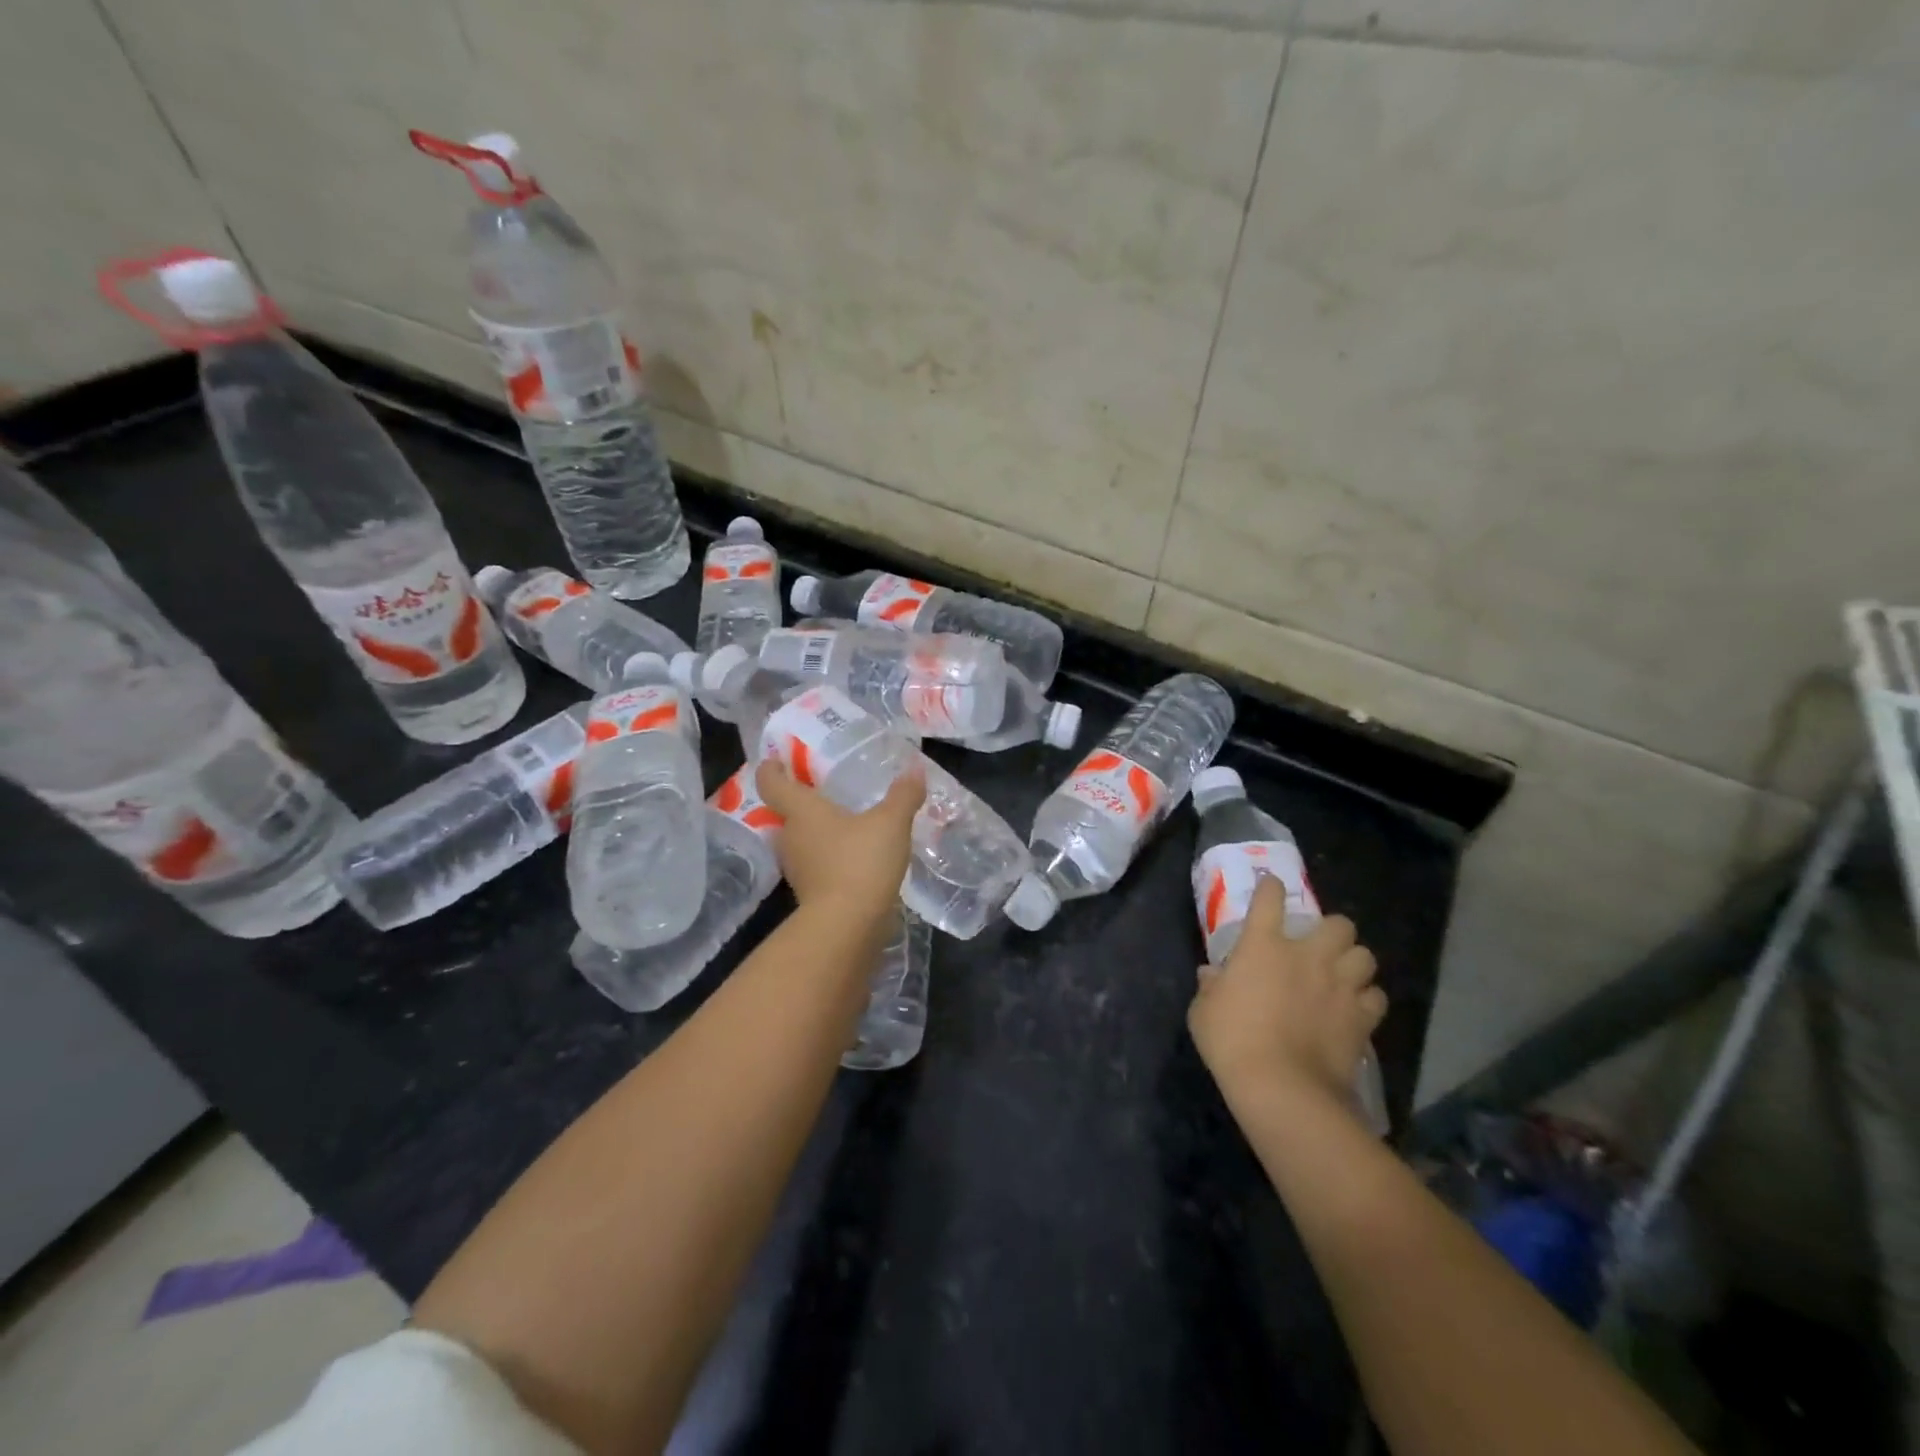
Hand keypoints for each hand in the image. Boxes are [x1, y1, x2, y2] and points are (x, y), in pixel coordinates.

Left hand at [754, 758, 923, 923]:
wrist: (847, 927)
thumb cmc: (860, 862)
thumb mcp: (890, 823)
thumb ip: (903, 795)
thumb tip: (914, 768)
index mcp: (802, 812)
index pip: (772, 783)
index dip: (771, 769)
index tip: (775, 759)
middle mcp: (791, 837)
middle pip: (788, 814)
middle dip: (803, 803)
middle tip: (826, 791)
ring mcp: (798, 869)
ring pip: (803, 842)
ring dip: (819, 833)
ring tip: (846, 824)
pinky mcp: (811, 895)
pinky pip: (818, 866)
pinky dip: (831, 859)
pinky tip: (855, 858)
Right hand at [1189, 878, 1385, 1115]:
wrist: (1283, 1087)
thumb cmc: (1232, 1041)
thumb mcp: (1203, 1011)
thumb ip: (1210, 987)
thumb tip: (1212, 974)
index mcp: (1263, 945)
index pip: (1270, 899)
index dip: (1271, 889)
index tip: (1271, 889)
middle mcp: (1307, 956)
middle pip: (1339, 924)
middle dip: (1332, 931)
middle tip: (1318, 946)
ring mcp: (1340, 985)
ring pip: (1365, 956)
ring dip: (1353, 961)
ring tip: (1342, 975)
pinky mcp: (1362, 1018)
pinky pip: (1375, 996)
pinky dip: (1366, 999)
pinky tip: (1354, 1008)